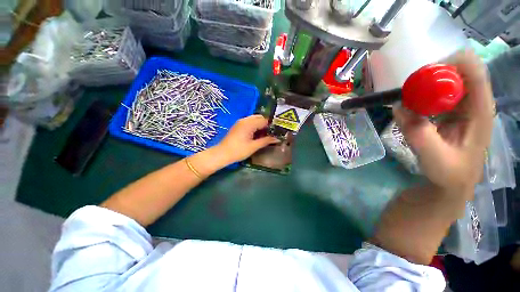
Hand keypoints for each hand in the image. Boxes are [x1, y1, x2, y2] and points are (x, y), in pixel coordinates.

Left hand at [215, 115, 278, 163]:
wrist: (222, 154)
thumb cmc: (238, 151)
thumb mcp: (254, 146)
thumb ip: (266, 141)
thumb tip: (277, 138)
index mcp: (249, 123)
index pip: (264, 120)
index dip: (272, 125)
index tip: (277, 131)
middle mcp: (245, 120)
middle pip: (259, 118)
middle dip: (266, 124)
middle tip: (271, 133)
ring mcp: (240, 122)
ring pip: (254, 119)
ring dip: (261, 125)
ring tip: (265, 134)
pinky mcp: (238, 126)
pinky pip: (249, 122)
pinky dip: (255, 126)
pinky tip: (257, 134)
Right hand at [394, 50, 493, 194]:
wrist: (453, 181)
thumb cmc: (450, 172)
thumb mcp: (433, 156)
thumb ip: (417, 133)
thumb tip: (399, 106)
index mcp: (480, 111)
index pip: (475, 73)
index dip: (452, 64)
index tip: (424, 75)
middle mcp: (476, 103)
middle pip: (461, 71)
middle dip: (436, 74)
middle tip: (412, 89)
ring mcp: (465, 106)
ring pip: (450, 80)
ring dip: (430, 84)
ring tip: (411, 97)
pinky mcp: (454, 110)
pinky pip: (441, 92)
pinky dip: (427, 93)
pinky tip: (415, 104)